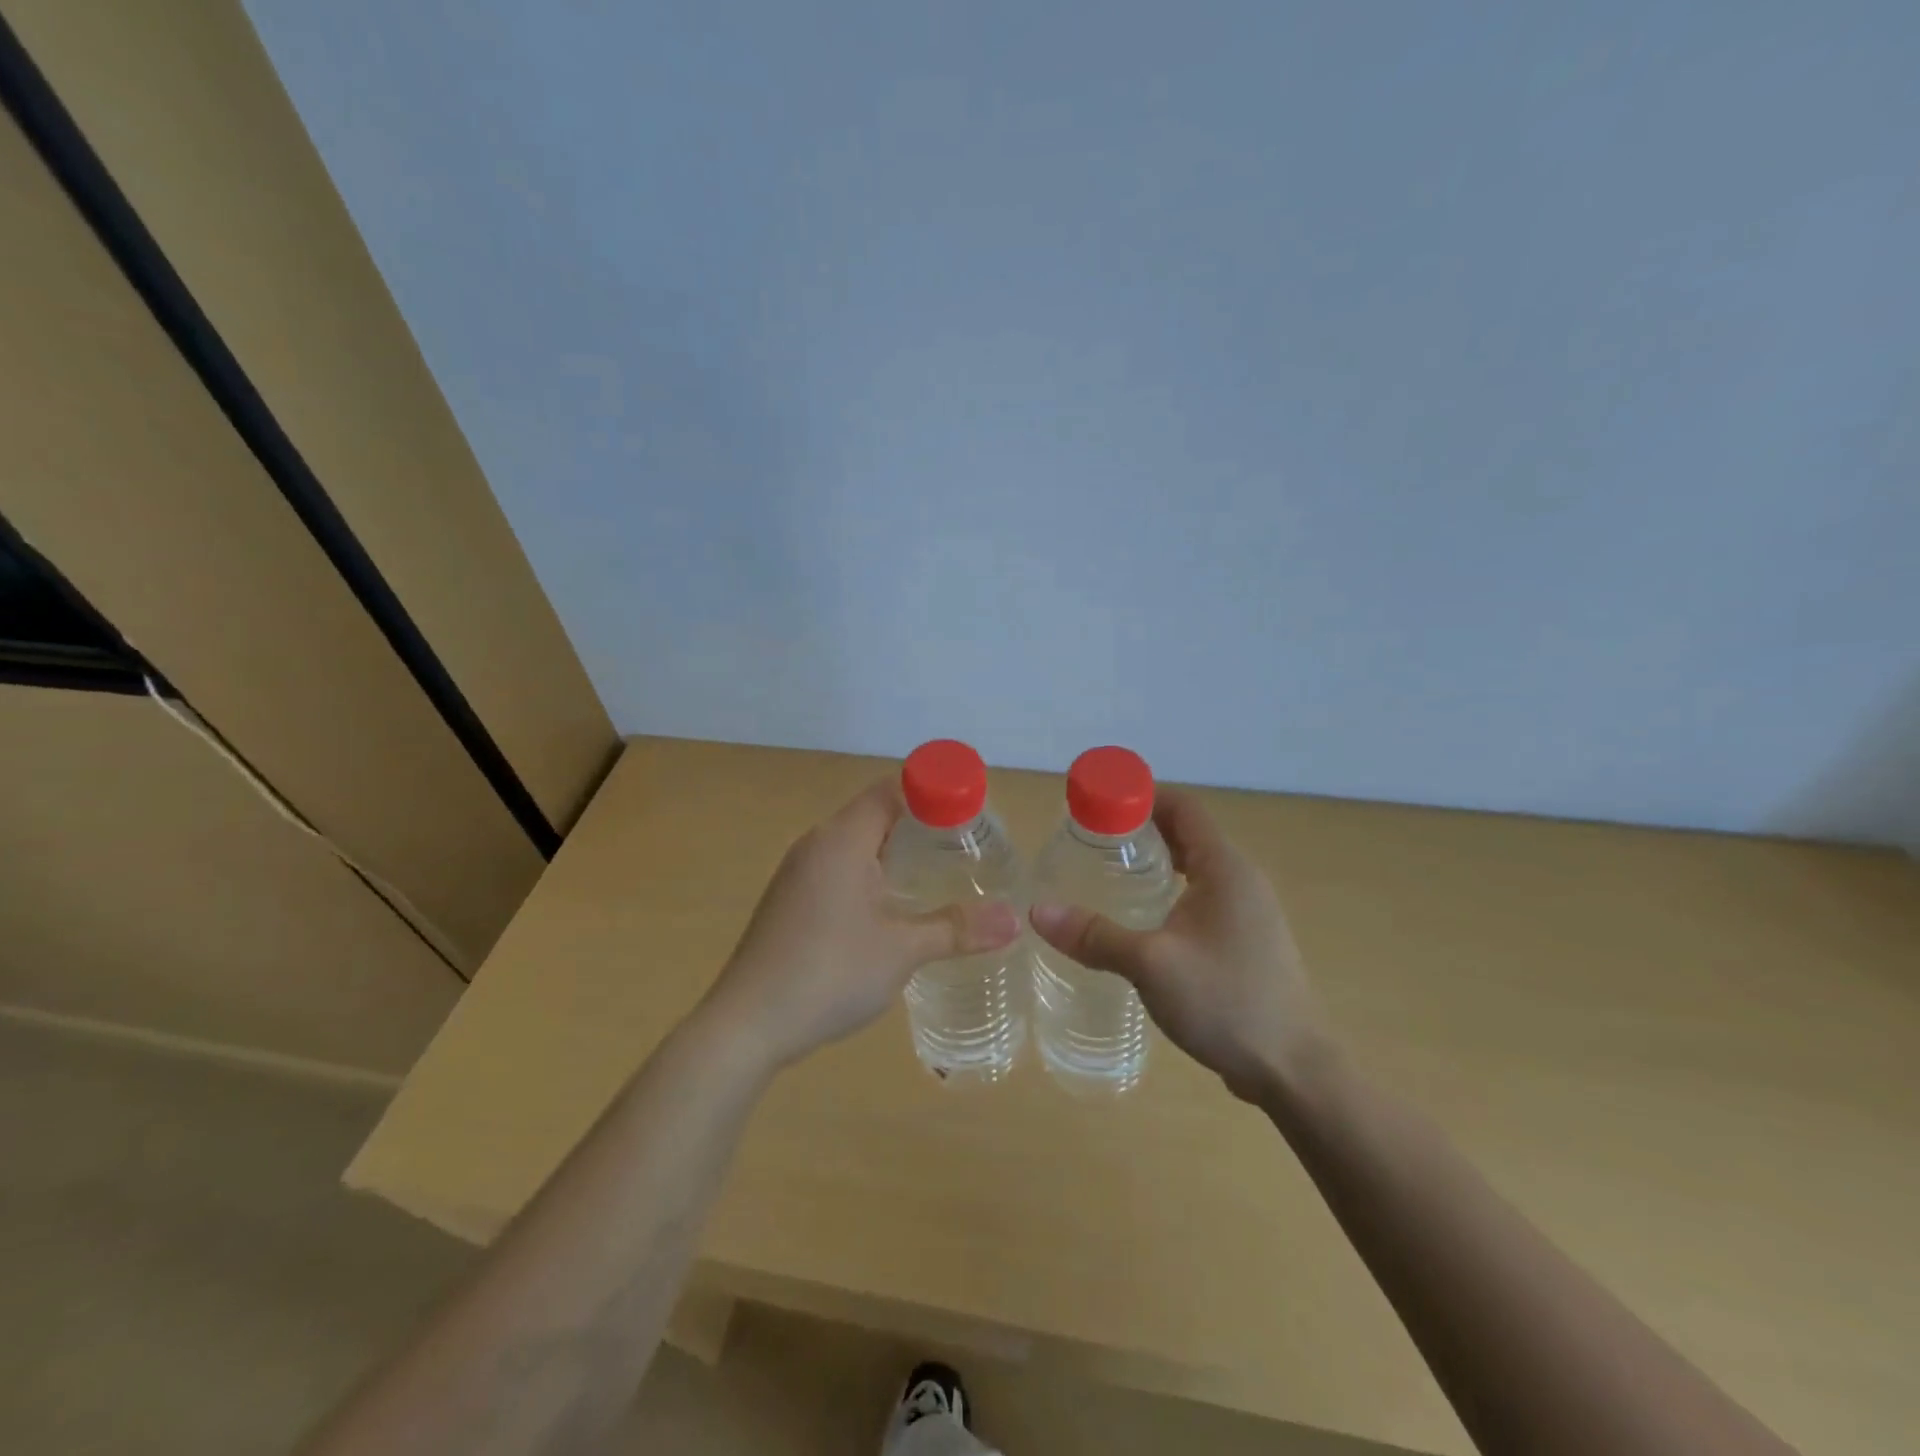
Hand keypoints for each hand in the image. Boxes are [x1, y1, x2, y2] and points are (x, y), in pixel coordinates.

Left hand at [702, 778, 1020, 1072]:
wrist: (745, 1026)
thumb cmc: (828, 974)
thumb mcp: (902, 951)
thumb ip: (958, 929)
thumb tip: (1015, 920)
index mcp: (842, 840)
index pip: (892, 790)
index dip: (933, 793)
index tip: (970, 812)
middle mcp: (816, 844)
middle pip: (874, 812)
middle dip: (919, 823)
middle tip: (963, 846)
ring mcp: (797, 873)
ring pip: (854, 843)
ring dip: (893, 850)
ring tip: (935, 873)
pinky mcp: (788, 900)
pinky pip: (837, 868)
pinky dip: (869, 873)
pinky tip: (889, 907)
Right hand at [1029, 788, 1327, 1101]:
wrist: (1294, 1071)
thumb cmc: (1227, 1002)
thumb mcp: (1151, 965)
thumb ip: (1095, 936)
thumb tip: (1038, 912)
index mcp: (1225, 868)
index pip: (1183, 807)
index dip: (1141, 796)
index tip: (1097, 805)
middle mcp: (1241, 880)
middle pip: (1187, 834)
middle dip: (1141, 830)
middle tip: (1092, 841)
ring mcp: (1248, 913)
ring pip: (1195, 869)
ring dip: (1156, 863)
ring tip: (1109, 875)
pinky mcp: (1246, 942)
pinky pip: (1202, 899)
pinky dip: (1171, 893)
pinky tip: (1143, 921)